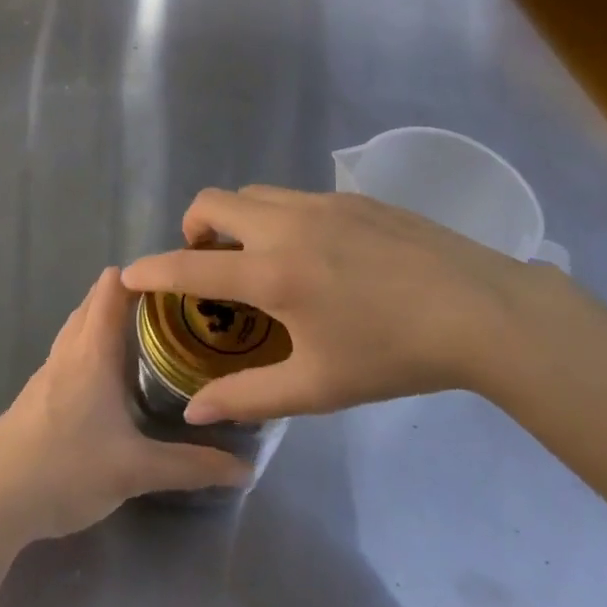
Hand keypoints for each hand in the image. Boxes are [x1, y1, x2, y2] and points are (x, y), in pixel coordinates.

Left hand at [0, 268, 250, 543]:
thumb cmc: (65, 469)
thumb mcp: (136, 470)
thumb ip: (191, 467)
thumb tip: (245, 467)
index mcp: (91, 351)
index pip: (112, 287)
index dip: (141, 274)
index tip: (178, 280)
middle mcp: (68, 350)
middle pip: (95, 302)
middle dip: (131, 296)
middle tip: (174, 310)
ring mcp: (47, 372)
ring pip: (80, 327)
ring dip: (108, 321)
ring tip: (148, 338)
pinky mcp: (37, 395)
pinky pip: (70, 353)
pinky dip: (92, 347)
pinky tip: (110, 380)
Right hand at [121, 186, 586, 423]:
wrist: (479, 310)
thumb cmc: (393, 354)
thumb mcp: (317, 387)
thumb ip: (248, 397)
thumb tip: (194, 412)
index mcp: (271, 273)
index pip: (189, 267)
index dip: (151, 270)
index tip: (127, 275)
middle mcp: (285, 225)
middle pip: (213, 202)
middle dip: (192, 227)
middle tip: (206, 263)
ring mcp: (320, 203)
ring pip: (253, 194)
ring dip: (235, 219)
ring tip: (256, 257)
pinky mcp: (351, 198)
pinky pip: (292, 197)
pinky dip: (276, 216)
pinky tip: (312, 254)